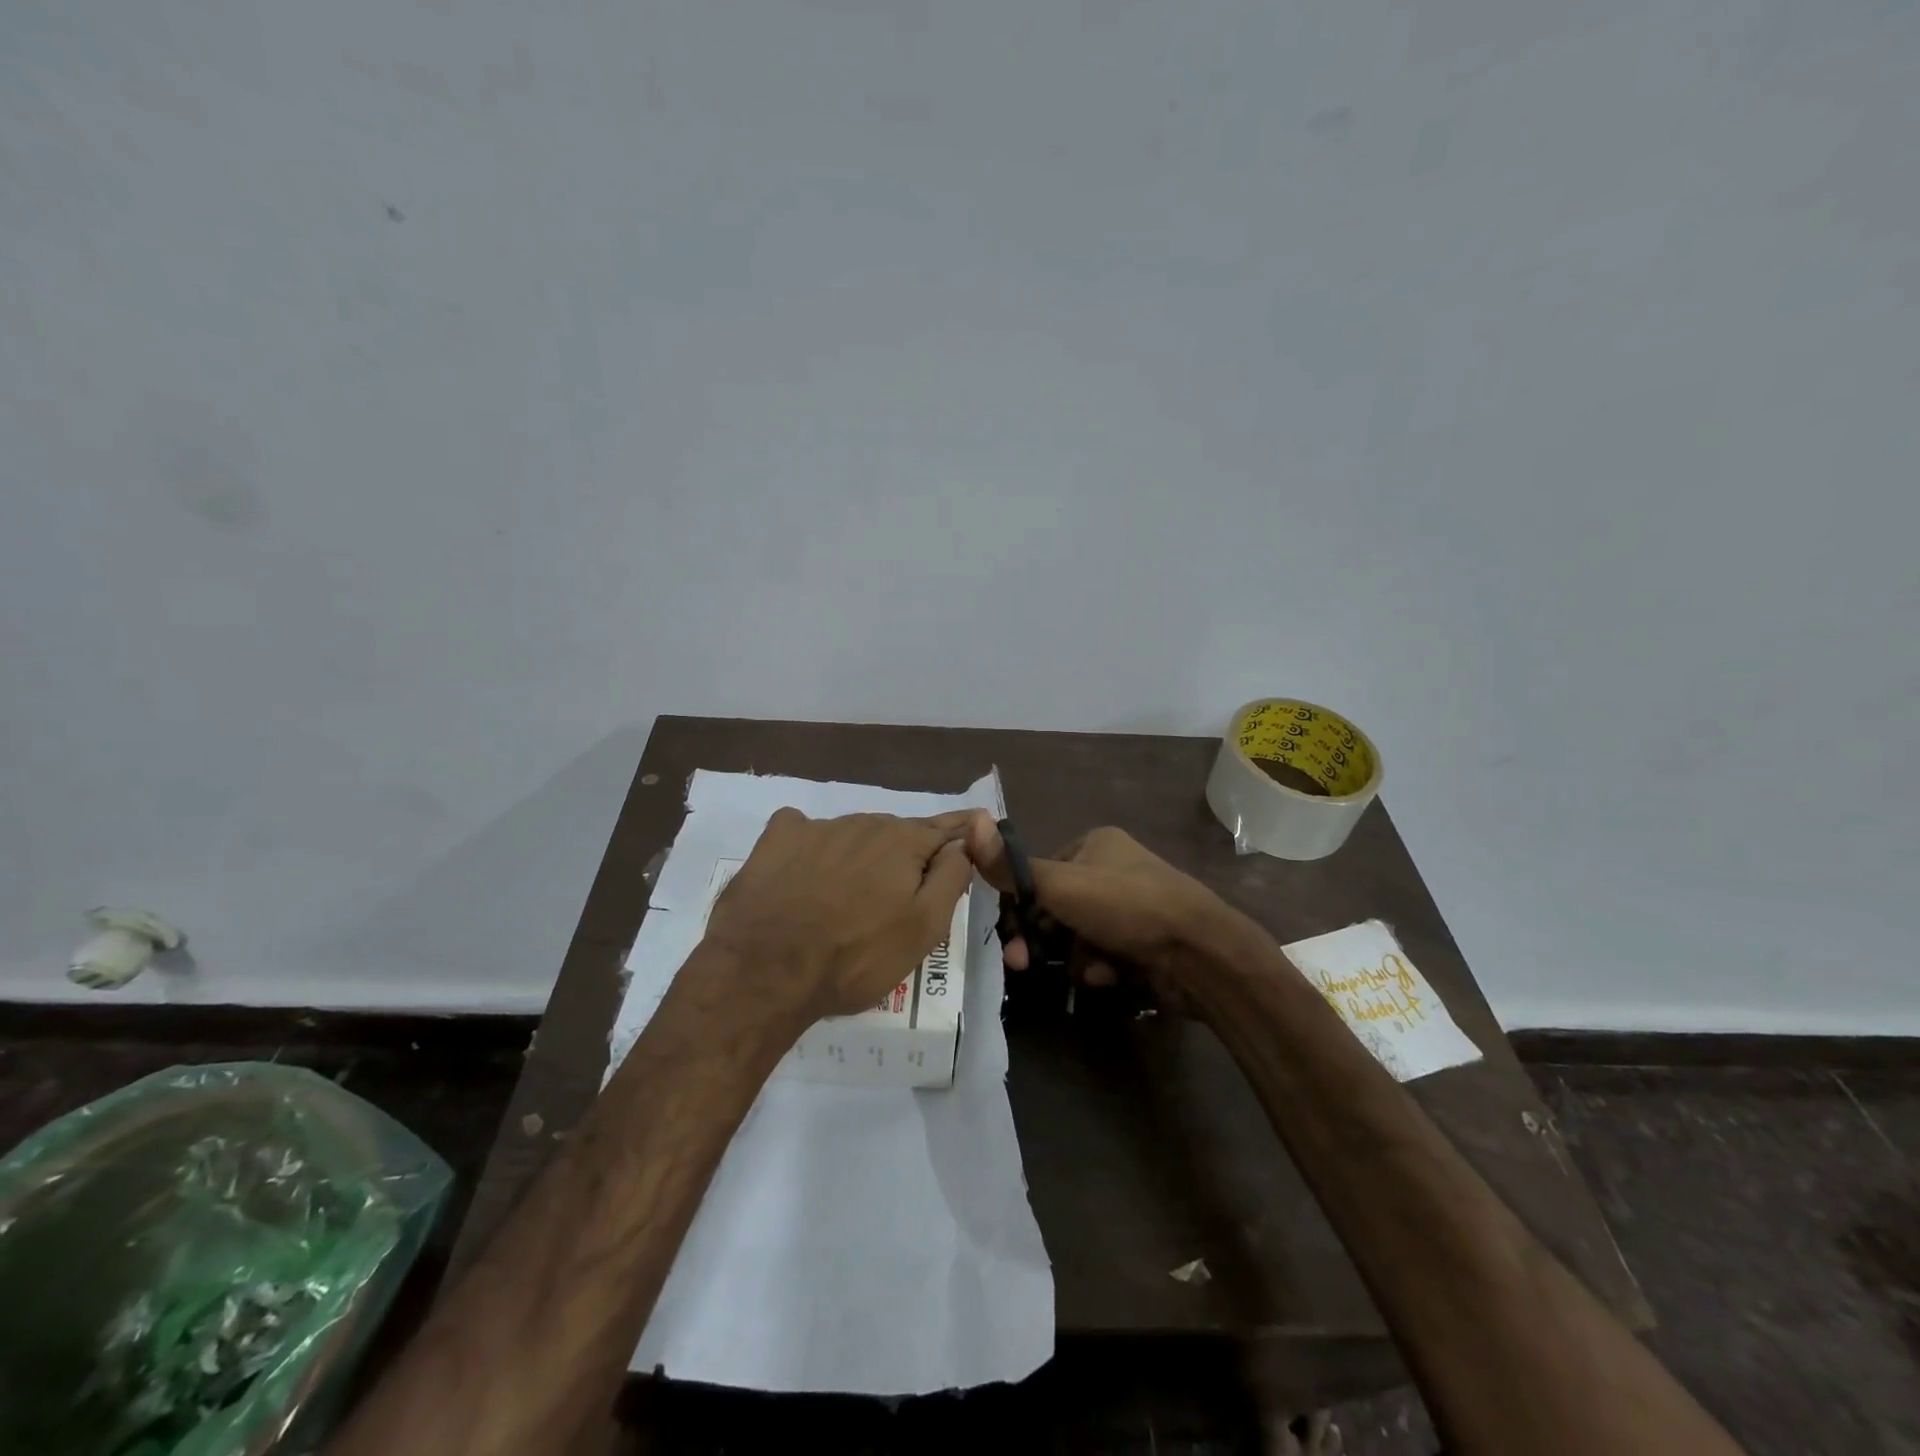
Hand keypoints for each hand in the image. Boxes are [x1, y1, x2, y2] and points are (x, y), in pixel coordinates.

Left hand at [703, 809, 974, 1021]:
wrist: (765, 972)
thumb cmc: (855, 957)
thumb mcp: (924, 928)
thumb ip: (951, 878)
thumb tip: (963, 843)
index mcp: (903, 841)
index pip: (944, 828)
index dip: (960, 832)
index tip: (974, 829)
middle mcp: (863, 822)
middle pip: (896, 834)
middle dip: (903, 857)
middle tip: (896, 899)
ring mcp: (816, 827)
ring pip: (852, 836)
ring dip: (860, 857)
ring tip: (846, 900)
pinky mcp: (776, 839)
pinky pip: (805, 833)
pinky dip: (812, 849)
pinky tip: (803, 876)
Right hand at [960, 814, 1229, 999]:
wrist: (1199, 952)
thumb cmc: (1125, 906)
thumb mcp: (1060, 885)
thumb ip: (1011, 867)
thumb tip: (969, 823)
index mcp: (1094, 843)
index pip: (1040, 873)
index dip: (1021, 907)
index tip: (1009, 938)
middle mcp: (1113, 869)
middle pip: (1058, 908)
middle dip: (1046, 940)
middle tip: (1026, 966)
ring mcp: (1133, 906)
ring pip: (1080, 936)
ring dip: (1076, 957)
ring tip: (1088, 970)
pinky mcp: (1147, 940)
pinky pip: (1107, 953)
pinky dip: (1103, 966)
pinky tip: (1112, 976)